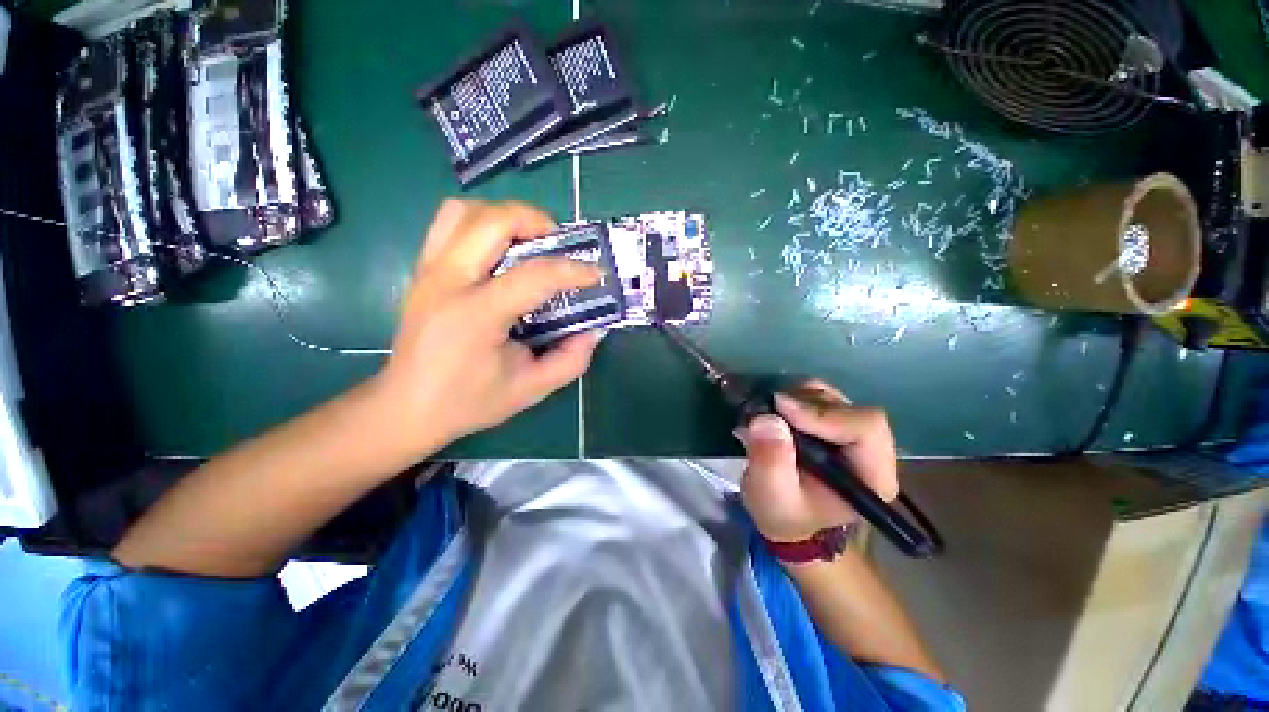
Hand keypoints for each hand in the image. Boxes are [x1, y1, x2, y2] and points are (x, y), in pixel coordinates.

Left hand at [370, 199, 602, 459]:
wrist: (407, 407)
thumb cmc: (469, 401)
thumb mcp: (531, 389)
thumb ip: (570, 360)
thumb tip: (593, 330)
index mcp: (476, 315)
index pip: (533, 276)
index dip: (572, 271)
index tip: (595, 274)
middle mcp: (447, 282)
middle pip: (493, 222)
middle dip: (537, 221)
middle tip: (560, 245)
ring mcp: (429, 271)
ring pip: (466, 211)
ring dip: (506, 217)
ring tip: (530, 241)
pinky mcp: (422, 270)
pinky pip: (449, 224)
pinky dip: (481, 223)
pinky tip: (500, 250)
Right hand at [738, 380, 898, 542]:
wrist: (785, 515)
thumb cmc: (783, 512)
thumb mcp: (771, 495)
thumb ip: (770, 462)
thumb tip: (767, 419)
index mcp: (872, 477)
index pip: (865, 428)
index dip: (823, 414)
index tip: (780, 408)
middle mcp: (872, 451)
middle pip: (850, 409)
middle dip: (806, 404)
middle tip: (771, 409)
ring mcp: (854, 434)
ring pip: (834, 398)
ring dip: (798, 398)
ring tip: (771, 413)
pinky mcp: (836, 423)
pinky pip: (820, 396)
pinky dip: (796, 395)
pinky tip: (778, 411)